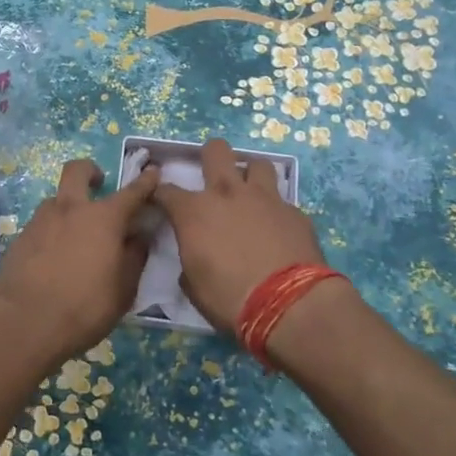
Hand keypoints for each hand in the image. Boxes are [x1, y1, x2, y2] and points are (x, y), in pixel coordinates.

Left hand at [0, 159, 158, 368]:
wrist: (24, 322)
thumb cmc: (84, 306)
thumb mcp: (123, 289)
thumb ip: (134, 257)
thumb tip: (139, 237)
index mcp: (104, 218)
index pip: (131, 192)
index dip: (145, 181)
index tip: (152, 171)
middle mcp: (71, 209)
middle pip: (77, 171)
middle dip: (90, 171)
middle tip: (99, 183)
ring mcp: (41, 220)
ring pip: (57, 199)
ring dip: (69, 206)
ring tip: (77, 235)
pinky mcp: (21, 237)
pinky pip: (42, 225)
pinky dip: (53, 232)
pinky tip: (55, 257)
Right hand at [153, 138, 326, 332]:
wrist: (289, 304)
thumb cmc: (230, 299)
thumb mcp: (195, 287)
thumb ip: (190, 263)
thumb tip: (194, 259)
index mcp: (195, 212)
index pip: (167, 191)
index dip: (161, 194)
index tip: (161, 200)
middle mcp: (228, 193)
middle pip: (216, 150)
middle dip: (210, 156)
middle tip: (213, 177)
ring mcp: (265, 198)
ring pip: (257, 163)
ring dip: (250, 175)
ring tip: (250, 193)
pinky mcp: (294, 211)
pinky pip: (282, 200)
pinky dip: (275, 210)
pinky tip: (277, 228)